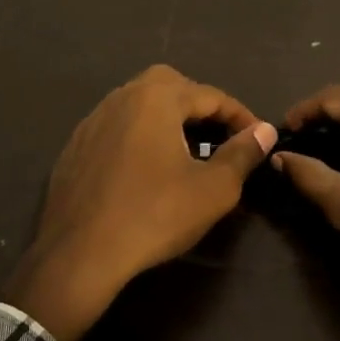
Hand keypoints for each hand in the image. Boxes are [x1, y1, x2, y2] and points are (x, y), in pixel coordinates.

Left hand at [5, 65, 276, 340]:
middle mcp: (122, 98)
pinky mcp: (75, 147)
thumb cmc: (154, 216)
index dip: (240, 115)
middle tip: (219, 134)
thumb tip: (265, 130)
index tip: (258, 137)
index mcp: (156, 98)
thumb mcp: (213, 189)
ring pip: (139, 103)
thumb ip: (242, 154)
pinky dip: (139, 135)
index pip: (210, 95)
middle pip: (170, 85)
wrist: (79, 255)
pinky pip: (117, 127)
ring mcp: (93, 121)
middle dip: (199, 104)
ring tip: (186, 149)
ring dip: (167, 118)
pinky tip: (146, 168)